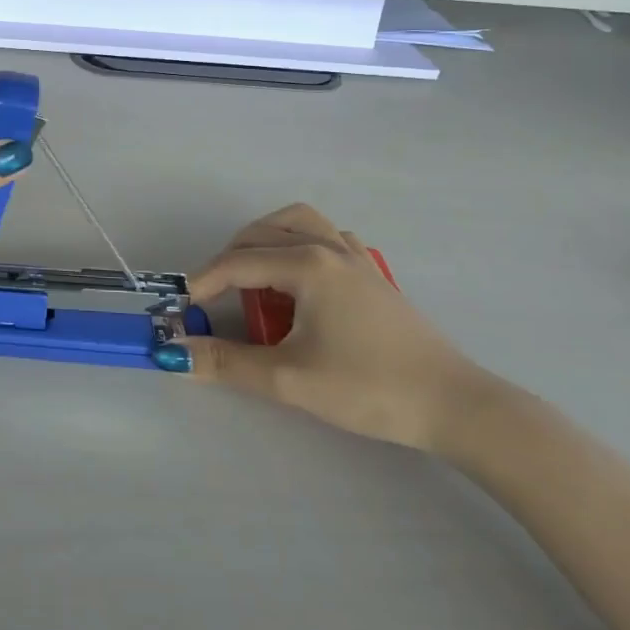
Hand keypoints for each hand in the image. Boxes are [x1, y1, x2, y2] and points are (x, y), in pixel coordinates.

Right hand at [169, 204, 495, 451]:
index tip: (182, 309)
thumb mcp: (290, 379)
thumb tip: (175, 354)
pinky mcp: (373, 275)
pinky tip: (300, 279)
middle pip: (262, 233)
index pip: (237, 263)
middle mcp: (328, 249)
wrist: (455, 406)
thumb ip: (227, 363)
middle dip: (229, 259)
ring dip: (265, 240)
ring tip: (251, 275)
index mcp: (307, 265)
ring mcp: (356, 259)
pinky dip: (301, 245)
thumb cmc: (369, 387)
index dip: (202, 283)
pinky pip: (328, 238)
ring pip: (298, 223)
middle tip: (213, 298)